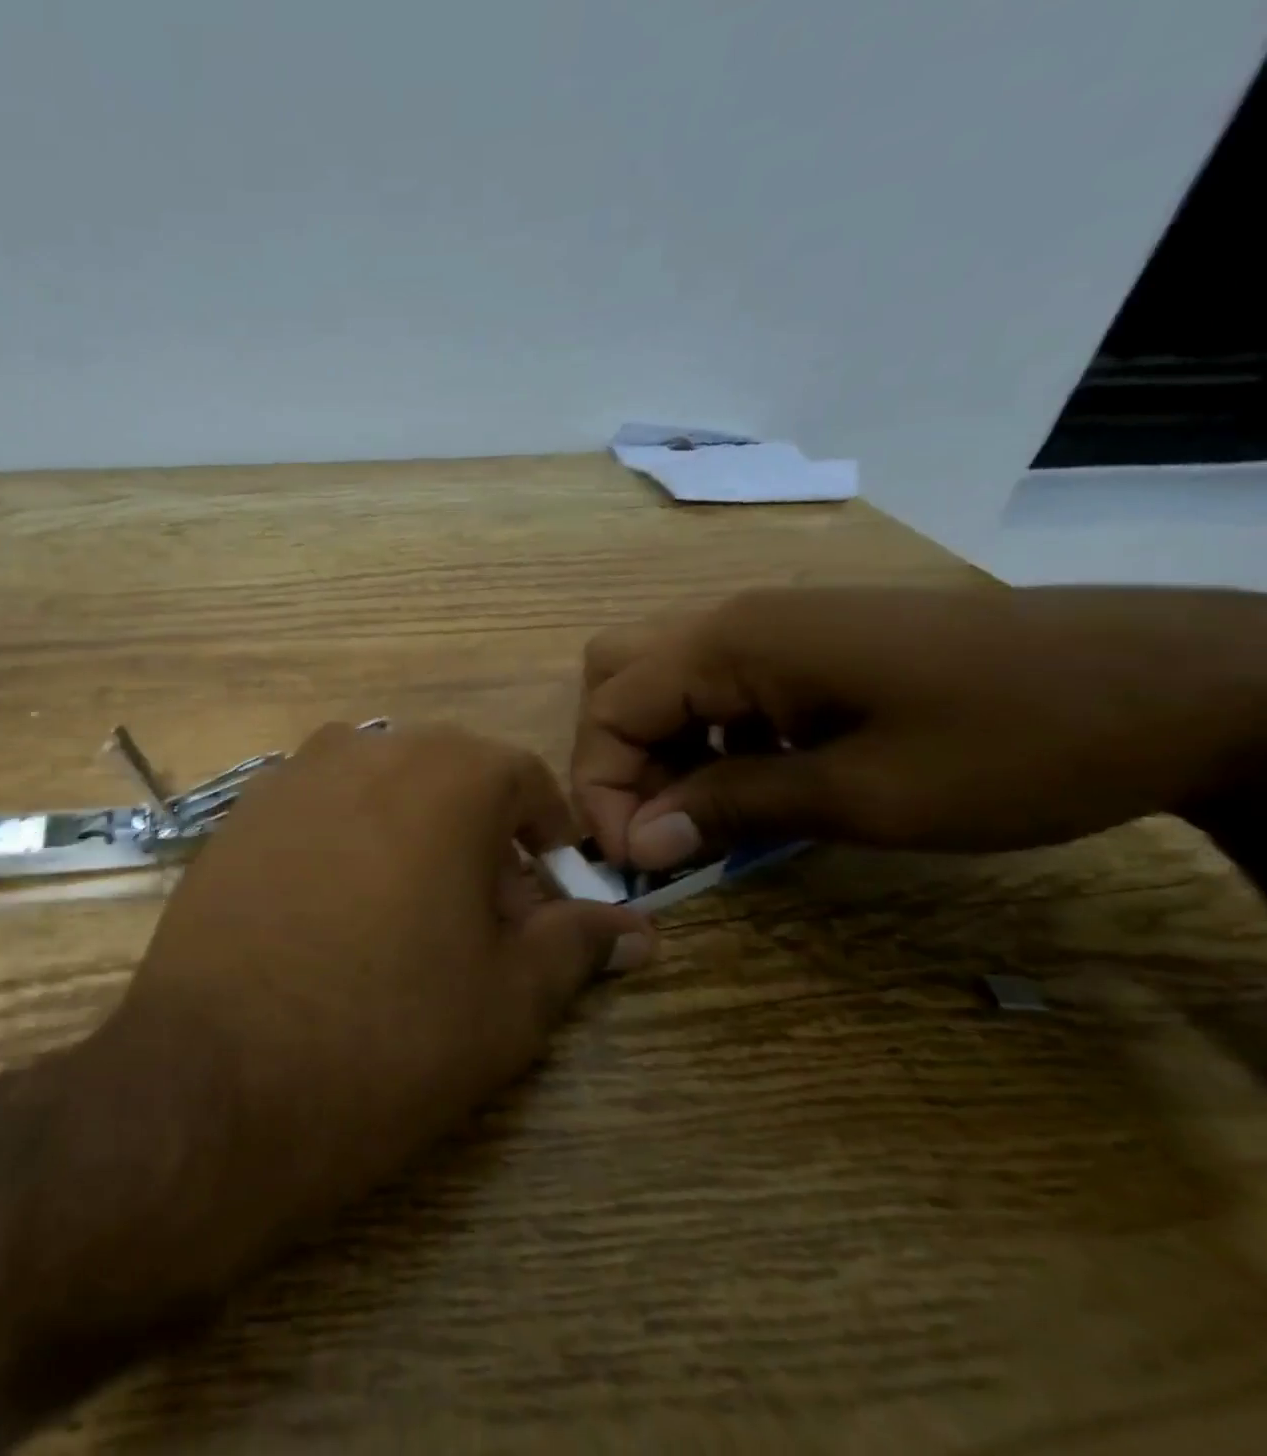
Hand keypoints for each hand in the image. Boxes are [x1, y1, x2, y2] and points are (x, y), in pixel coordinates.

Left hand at [88, 721, 651, 1273]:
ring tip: (405, 918)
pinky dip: (343, 842)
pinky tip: (329, 915)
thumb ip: (575, 945)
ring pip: (377, 788)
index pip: (524, 781)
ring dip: (409, 834)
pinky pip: (315, 811)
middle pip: (447, 777)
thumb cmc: (386, 1036)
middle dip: (478, 837)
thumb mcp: (508, 1002)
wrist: (214, 1079)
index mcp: (446, 774)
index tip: (549, 898)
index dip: (548, 839)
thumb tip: (633, 927)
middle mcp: (365, 749)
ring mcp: (288, 777)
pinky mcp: (235, 817)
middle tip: (482, 920)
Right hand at [573, 586, 1266, 868]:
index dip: (603, 790)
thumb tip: (638, 845)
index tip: (637, 862)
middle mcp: (732, 619)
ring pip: (659, 677)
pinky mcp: (807, 641)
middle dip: (615, 755)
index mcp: (730, 642)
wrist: (1189, 683)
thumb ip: (730, 809)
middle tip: (655, 821)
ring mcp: (772, 624)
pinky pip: (715, 681)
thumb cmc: (1017, 741)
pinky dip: (704, 733)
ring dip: (657, 747)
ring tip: (701, 809)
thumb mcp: (862, 795)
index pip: (608, 711)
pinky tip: (754, 775)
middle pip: (614, 677)